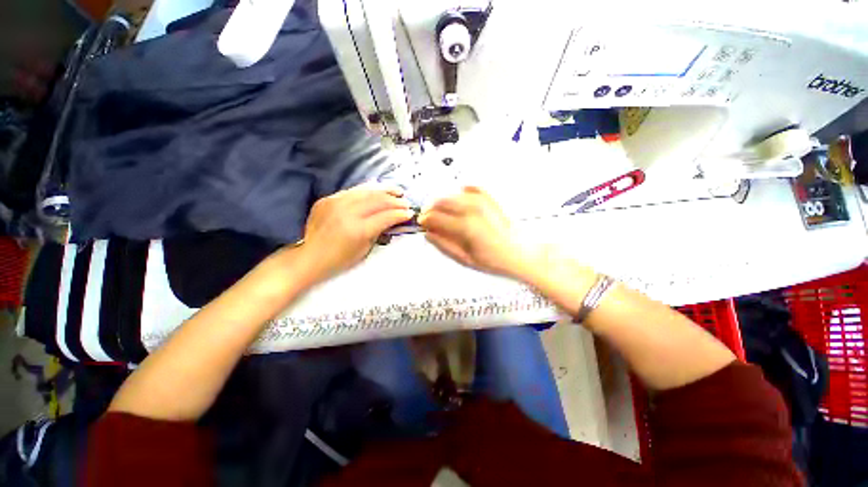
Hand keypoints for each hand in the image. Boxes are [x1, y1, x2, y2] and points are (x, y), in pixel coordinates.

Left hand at [299, 185, 413, 282]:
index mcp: (358, 230)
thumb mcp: (365, 249)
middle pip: (378, 200)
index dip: (400, 214)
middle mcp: (347, 212)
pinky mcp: (328, 199)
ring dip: (384, 190)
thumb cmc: (340, 259)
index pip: (386, 217)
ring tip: (396, 190)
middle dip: (395, 200)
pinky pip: (353, 190)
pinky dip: (368, 189)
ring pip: (366, 191)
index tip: (410, 213)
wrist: (309, 256)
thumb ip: (380, 231)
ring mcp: (336, 203)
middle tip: (406, 202)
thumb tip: (393, 219)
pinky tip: (377, 189)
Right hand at [418, 186, 539, 278]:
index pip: (435, 217)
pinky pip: (472, 189)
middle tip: (429, 218)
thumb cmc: (494, 260)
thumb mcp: (465, 259)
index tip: (421, 223)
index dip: (425, 220)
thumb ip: (444, 245)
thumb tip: (428, 234)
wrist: (520, 253)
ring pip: (453, 195)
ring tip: (442, 211)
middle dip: (431, 209)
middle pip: (442, 202)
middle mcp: (472, 210)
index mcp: (464, 226)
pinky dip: (463, 192)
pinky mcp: (490, 200)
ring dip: (443, 201)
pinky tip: (459, 197)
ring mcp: (482, 202)